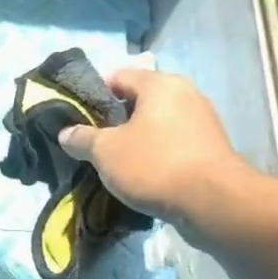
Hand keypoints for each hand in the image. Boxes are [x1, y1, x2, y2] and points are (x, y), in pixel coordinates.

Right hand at [57, 63, 254, 226]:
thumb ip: (82, 138)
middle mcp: (185, 93)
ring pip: (157, 122)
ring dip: (136, 138)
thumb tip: (66, 132)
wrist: (211, 201)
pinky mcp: (210, 146)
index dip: (93, 96)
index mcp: (160, 84)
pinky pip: (173, 141)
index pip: (118, 76)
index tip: (79, 120)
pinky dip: (156, 152)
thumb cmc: (154, 165)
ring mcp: (202, 119)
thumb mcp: (105, 152)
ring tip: (116, 162)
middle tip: (95, 144)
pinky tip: (143, 173)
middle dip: (115, 120)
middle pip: (139, 100)